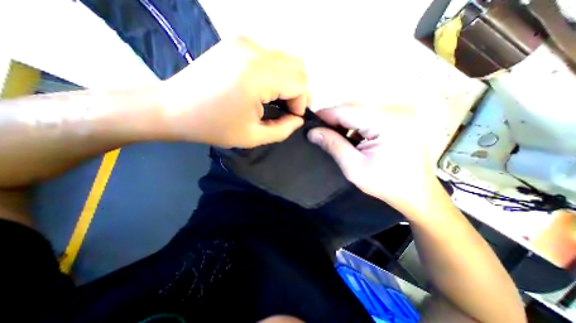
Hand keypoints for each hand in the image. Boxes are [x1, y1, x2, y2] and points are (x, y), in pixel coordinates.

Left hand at [156, 35, 309, 146]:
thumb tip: (298, 119)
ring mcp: (245, 42)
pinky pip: (271, 56)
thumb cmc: (213, 126)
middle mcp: (254, 51)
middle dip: (299, 91)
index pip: (300, 83)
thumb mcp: (253, 137)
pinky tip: (265, 87)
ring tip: (277, 99)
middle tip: (288, 109)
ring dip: (289, 81)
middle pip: (298, 67)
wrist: (172, 107)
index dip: (301, 103)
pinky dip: (277, 73)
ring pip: (287, 59)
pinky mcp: (238, 43)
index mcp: (258, 76)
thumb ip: (283, 130)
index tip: (291, 117)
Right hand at [311, 106, 436, 214]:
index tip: (310, 123)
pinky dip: (356, 124)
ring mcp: (400, 112)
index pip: (347, 111)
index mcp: (388, 123)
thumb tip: (312, 132)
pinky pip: (370, 115)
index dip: (326, 115)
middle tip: (319, 132)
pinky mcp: (399, 118)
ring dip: (344, 122)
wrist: (417, 193)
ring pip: (361, 111)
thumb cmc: (386, 184)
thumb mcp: (354, 168)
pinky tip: (350, 136)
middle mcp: (396, 110)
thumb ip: (333, 145)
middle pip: (354, 108)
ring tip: (333, 136)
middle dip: (334, 119)